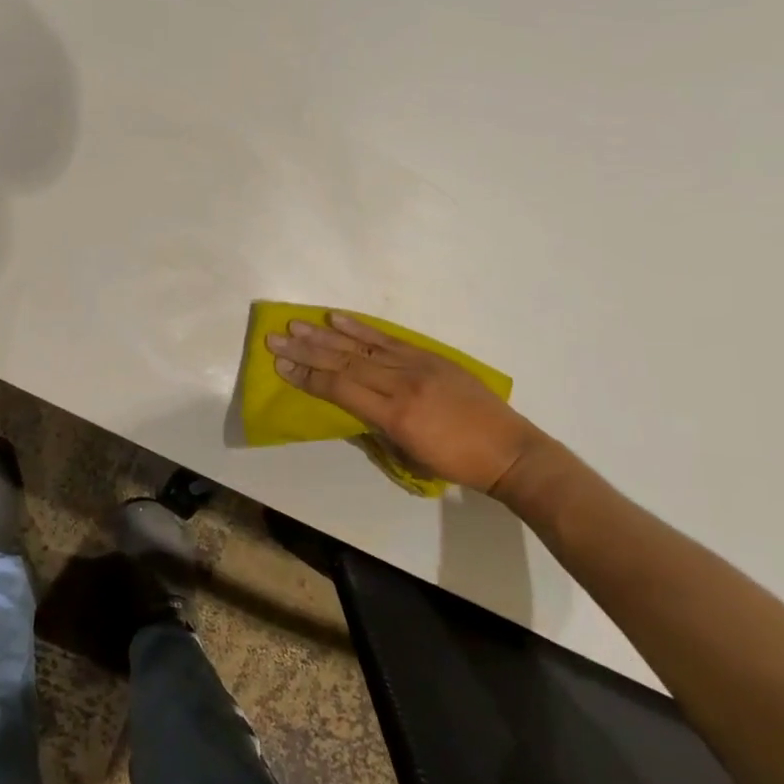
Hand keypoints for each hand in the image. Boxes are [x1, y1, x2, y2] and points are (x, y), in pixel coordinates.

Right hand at [266, 313, 544, 500]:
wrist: (509, 450)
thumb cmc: (456, 464)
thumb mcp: (409, 456)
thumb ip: (376, 427)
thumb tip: (351, 406)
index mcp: (395, 415)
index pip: (341, 388)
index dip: (308, 376)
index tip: (280, 366)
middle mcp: (401, 384)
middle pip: (344, 362)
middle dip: (305, 350)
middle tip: (275, 338)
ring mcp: (417, 366)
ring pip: (362, 347)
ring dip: (325, 335)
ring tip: (297, 324)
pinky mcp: (430, 356)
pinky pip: (389, 340)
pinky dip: (361, 329)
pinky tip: (338, 319)